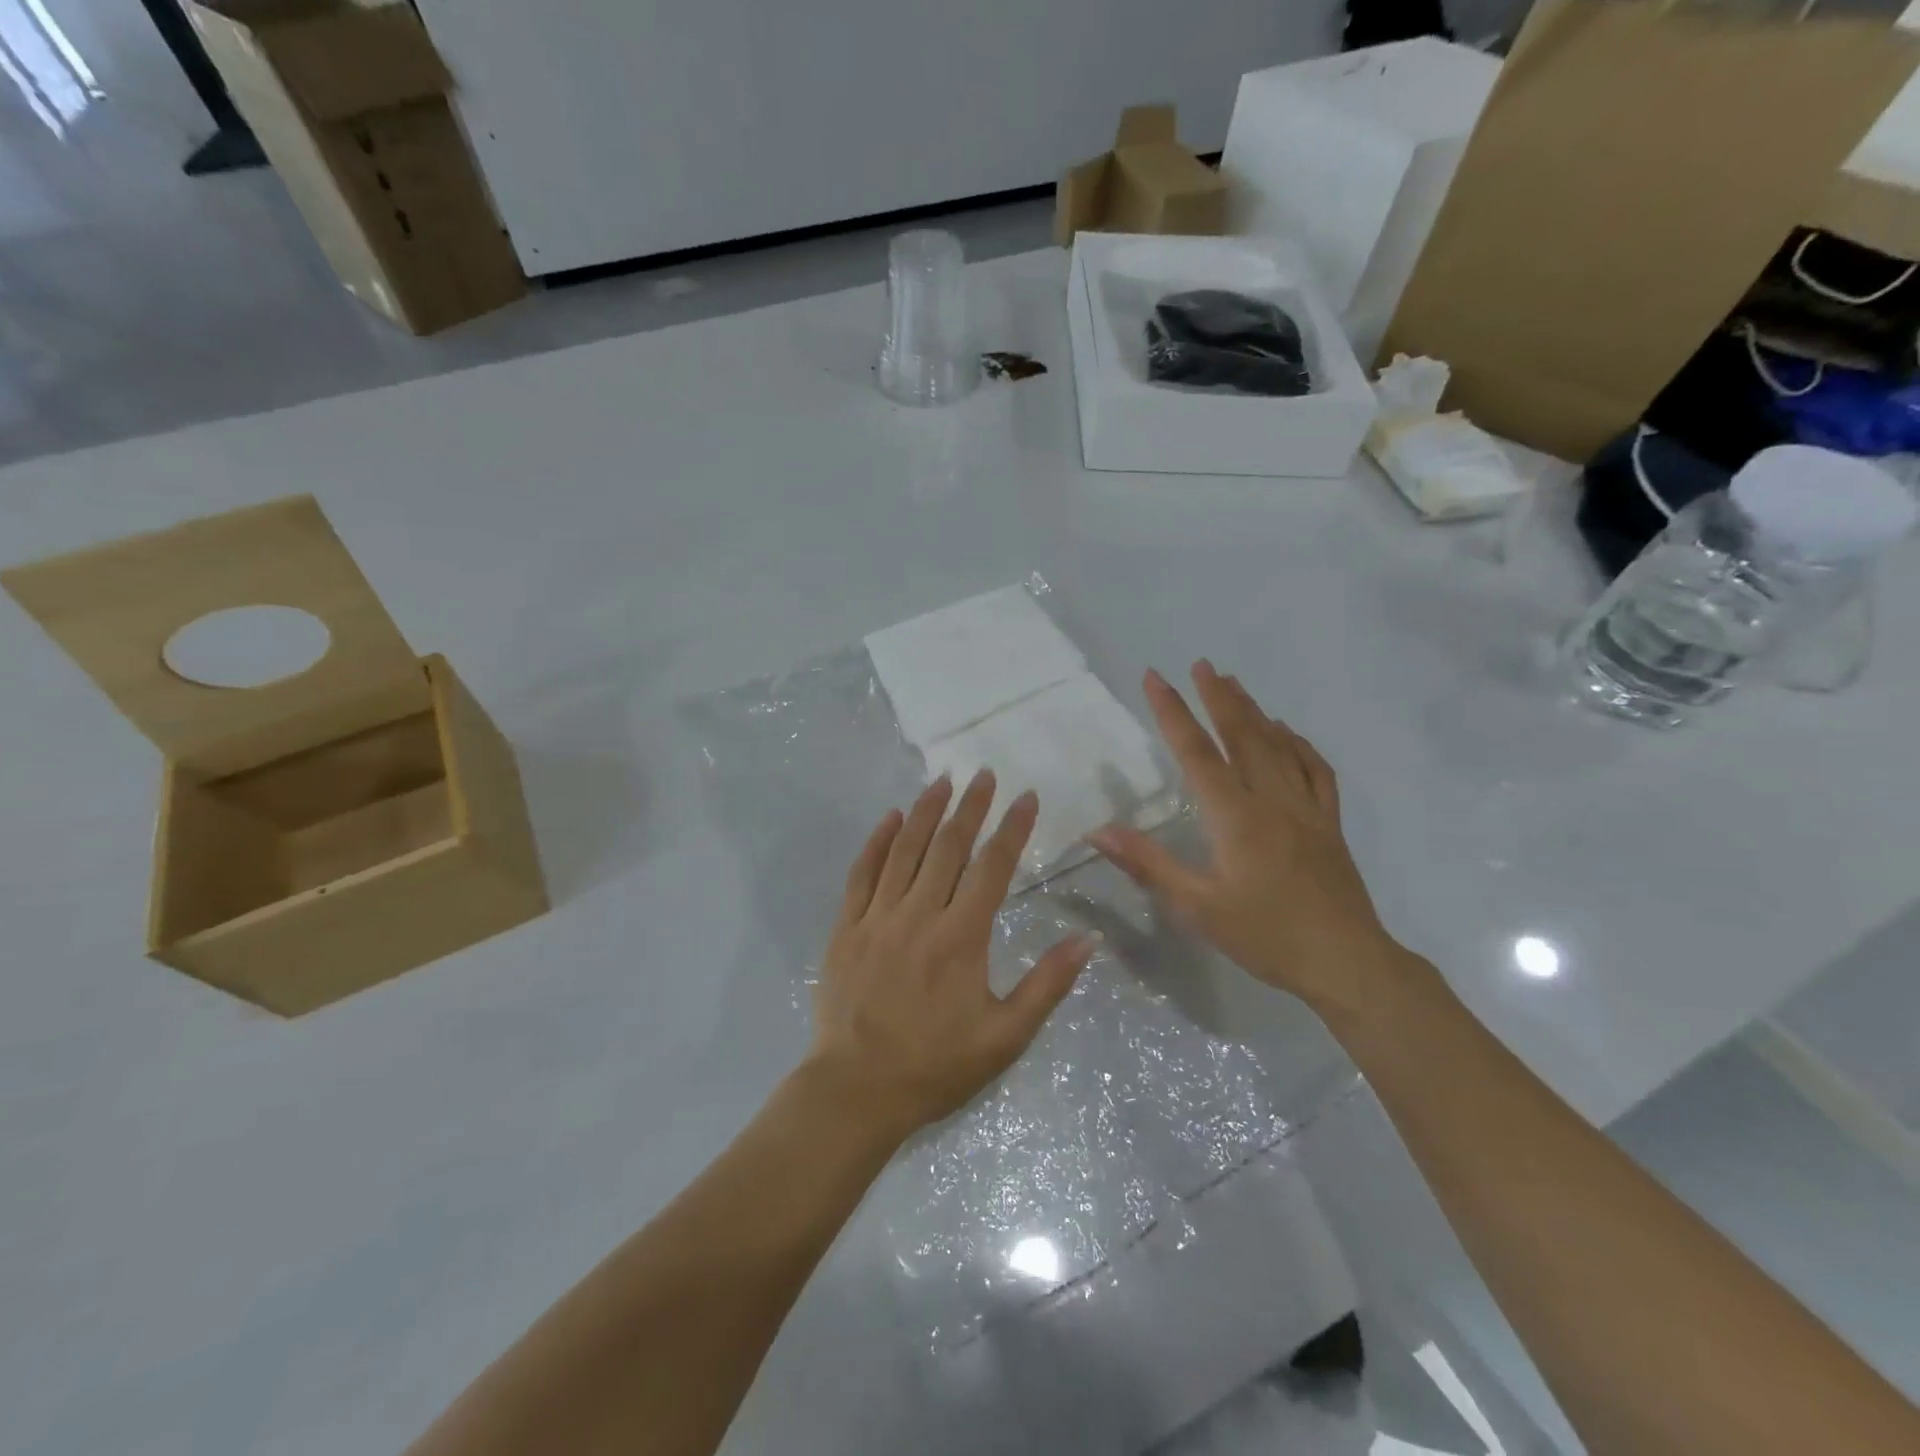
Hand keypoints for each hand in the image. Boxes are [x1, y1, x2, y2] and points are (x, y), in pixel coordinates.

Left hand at [808, 772, 1096, 1138]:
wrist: (856, 1090)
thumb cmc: (936, 1066)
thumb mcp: (1005, 1037)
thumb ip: (1047, 984)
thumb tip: (1088, 940)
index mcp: (961, 938)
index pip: (993, 868)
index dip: (1012, 829)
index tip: (1027, 797)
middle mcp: (919, 915)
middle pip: (948, 847)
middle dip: (971, 807)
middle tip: (984, 775)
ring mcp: (877, 917)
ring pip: (905, 850)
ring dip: (926, 812)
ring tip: (942, 781)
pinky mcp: (847, 927)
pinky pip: (862, 873)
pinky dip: (877, 841)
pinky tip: (891, 818)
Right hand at [1088, 661, 1411, 1018]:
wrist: (1346, 962)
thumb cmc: (1265, 936)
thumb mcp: (1196, 907)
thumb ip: (1147, 864)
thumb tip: (1097, 832)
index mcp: (1234, 817)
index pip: (1196, 753)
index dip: (1172, 712)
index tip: (1155, 678)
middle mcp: (1271, 800)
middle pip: (1242, 736)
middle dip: (1218, 697)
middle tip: (1201, 664)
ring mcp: (1306, 808)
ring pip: (1278, 745)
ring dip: (1253, 711)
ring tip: (1234, 683)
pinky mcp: (1329, 822)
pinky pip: (1315, 769)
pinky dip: (1298, 743)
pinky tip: (1287, 732)